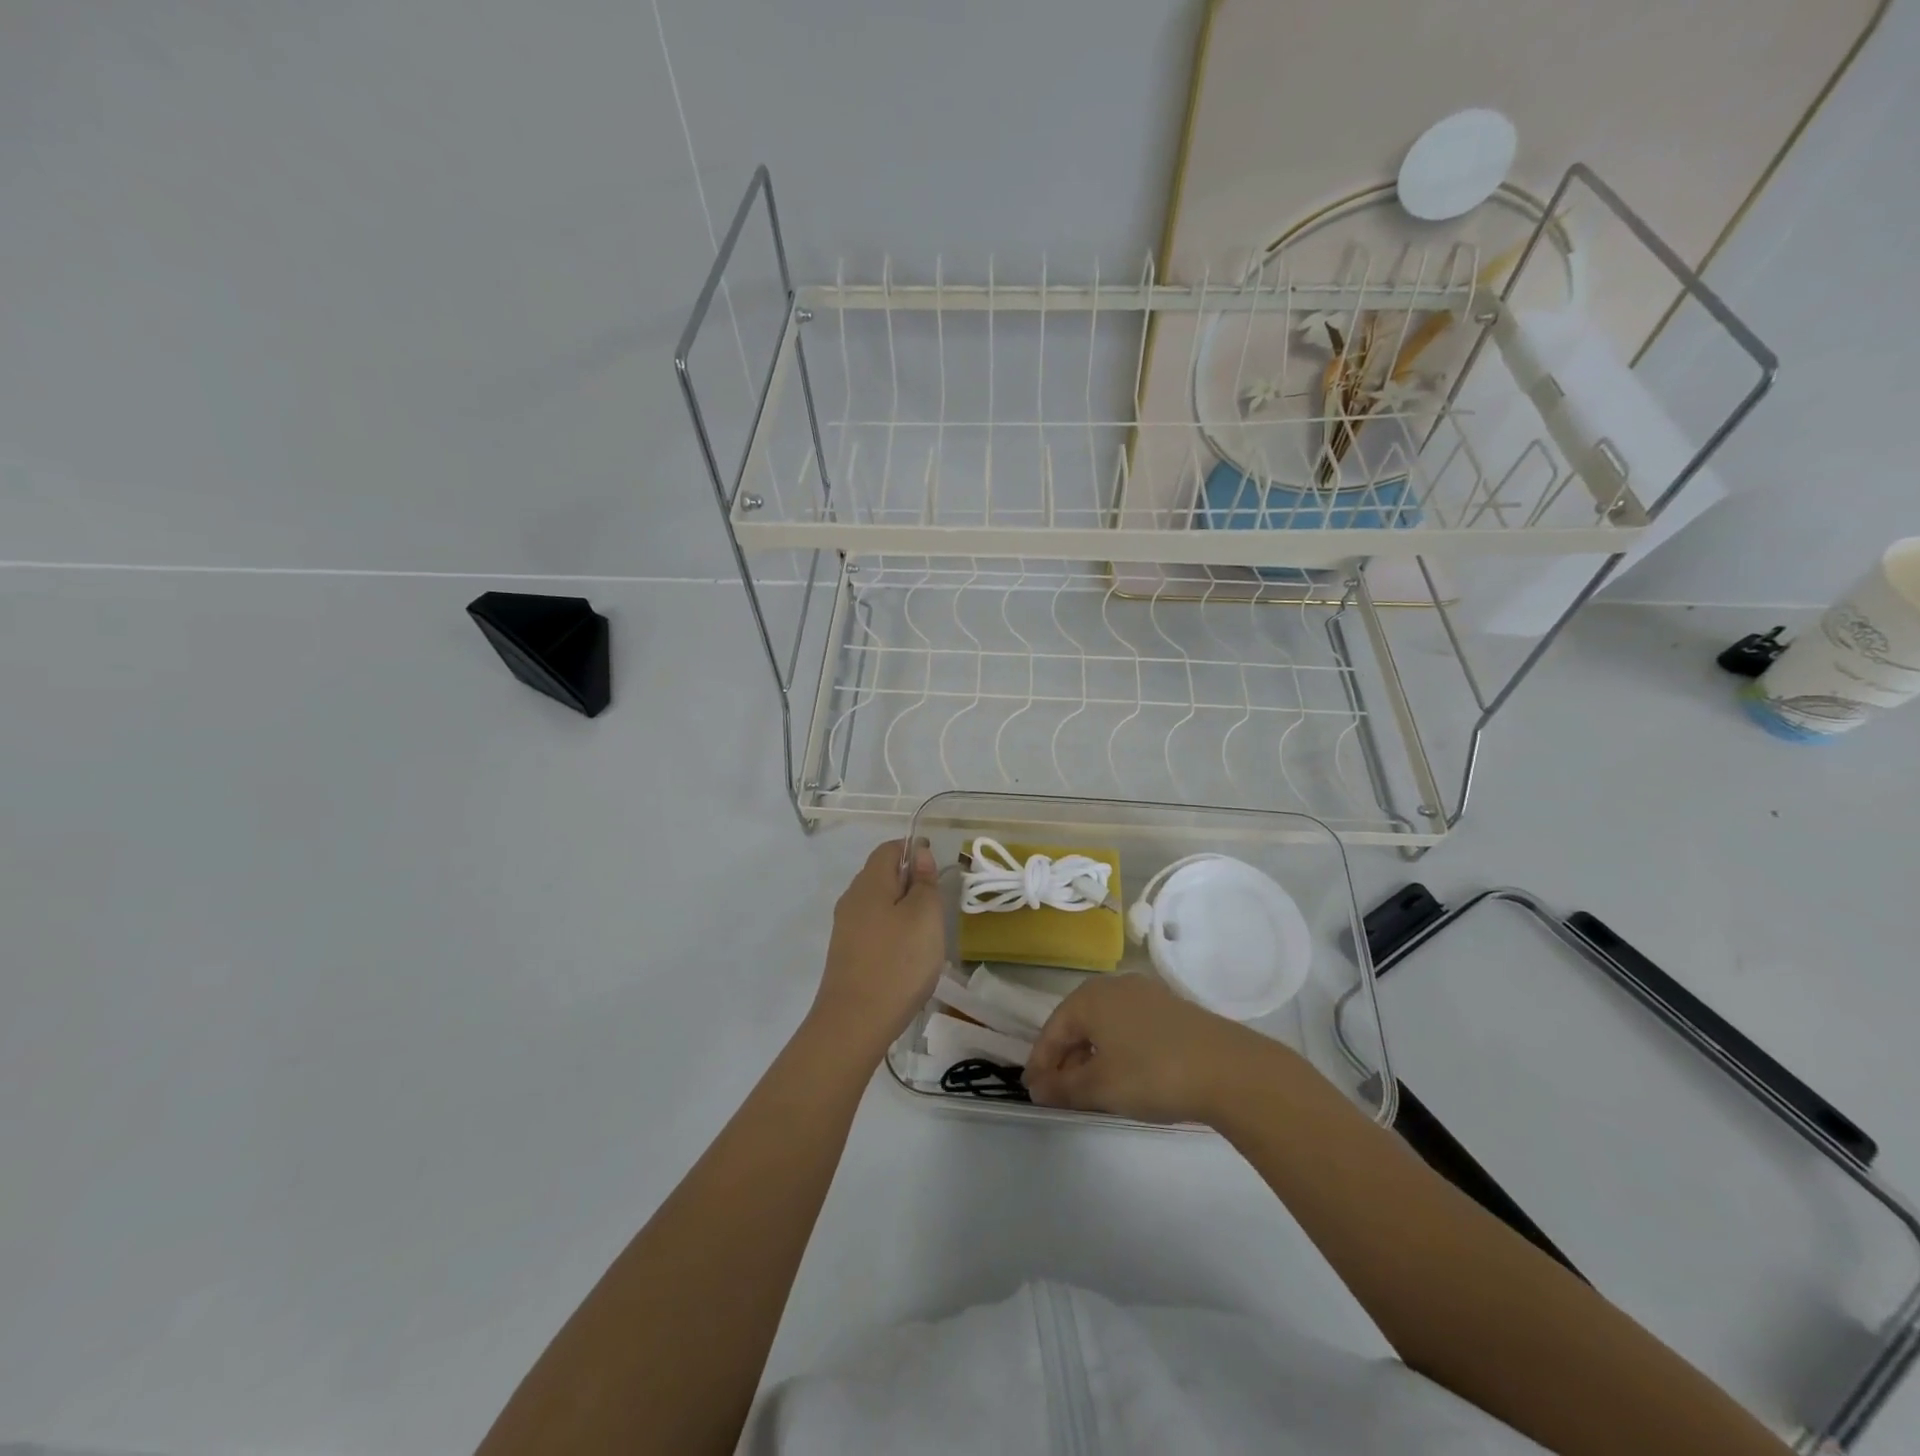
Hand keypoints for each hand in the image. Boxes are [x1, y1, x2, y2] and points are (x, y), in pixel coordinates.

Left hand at [806, 839, 945, 1064]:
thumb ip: (924, 882)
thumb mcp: (925, 916)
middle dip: (910, 881)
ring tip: (926, 933)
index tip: (937, 868)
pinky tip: (907, 955)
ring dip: (902, 909)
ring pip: (878, 904)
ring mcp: (845, 928)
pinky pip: (873, 928)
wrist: (854, 1023)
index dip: (914, 850)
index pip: (889, 849)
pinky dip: (892, 931)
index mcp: (869, 883)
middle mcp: (852, 899)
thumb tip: (919, 855)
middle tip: (937, 904)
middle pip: (881, 875)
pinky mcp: (846, 954)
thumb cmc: (898, 962)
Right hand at [1024, 973, 1270, 1123]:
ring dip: (1091, 1055)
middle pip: (1077, 1024)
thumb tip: (1037, 1088)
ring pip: (1104, 1025)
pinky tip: (1124, 1074)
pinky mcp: (1170, 1008)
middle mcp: (1114, 986)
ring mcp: (1145, 994)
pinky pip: (1128, 1026)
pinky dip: (1116, 1049)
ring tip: (1090, 1089)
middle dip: (1065, 1059)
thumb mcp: (1101, 1087)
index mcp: (1090, 997)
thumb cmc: (1152, 1073)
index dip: (1040, 1063)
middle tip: (1059, 1094)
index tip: (1032, 1093)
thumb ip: (1064, 1088)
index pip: (1052, 1030)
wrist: (1229, 1069)